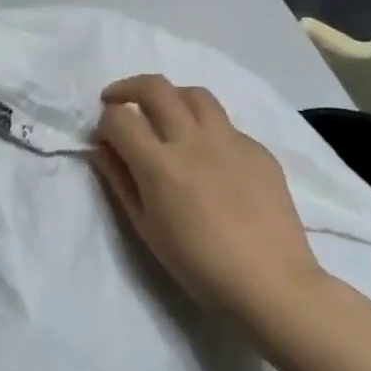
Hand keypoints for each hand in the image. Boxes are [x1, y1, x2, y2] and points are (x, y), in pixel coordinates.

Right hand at [91, 74, 325, 316]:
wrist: (270, 282)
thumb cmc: (197, 264)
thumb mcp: (145, 227)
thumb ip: (120, 181)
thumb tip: (100, 150)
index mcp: (160, 164)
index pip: (119, 118)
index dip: (104, 122)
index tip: (103, 138)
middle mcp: (193, 140)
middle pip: (155, 88)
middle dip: (128, 89)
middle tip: (118, 102)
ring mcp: (231, 140)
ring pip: (194, 94)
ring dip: (170, 97)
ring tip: (163, 116)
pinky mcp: (258, 149)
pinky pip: (225, 124)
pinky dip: (205, 128)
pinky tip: (207, 156)